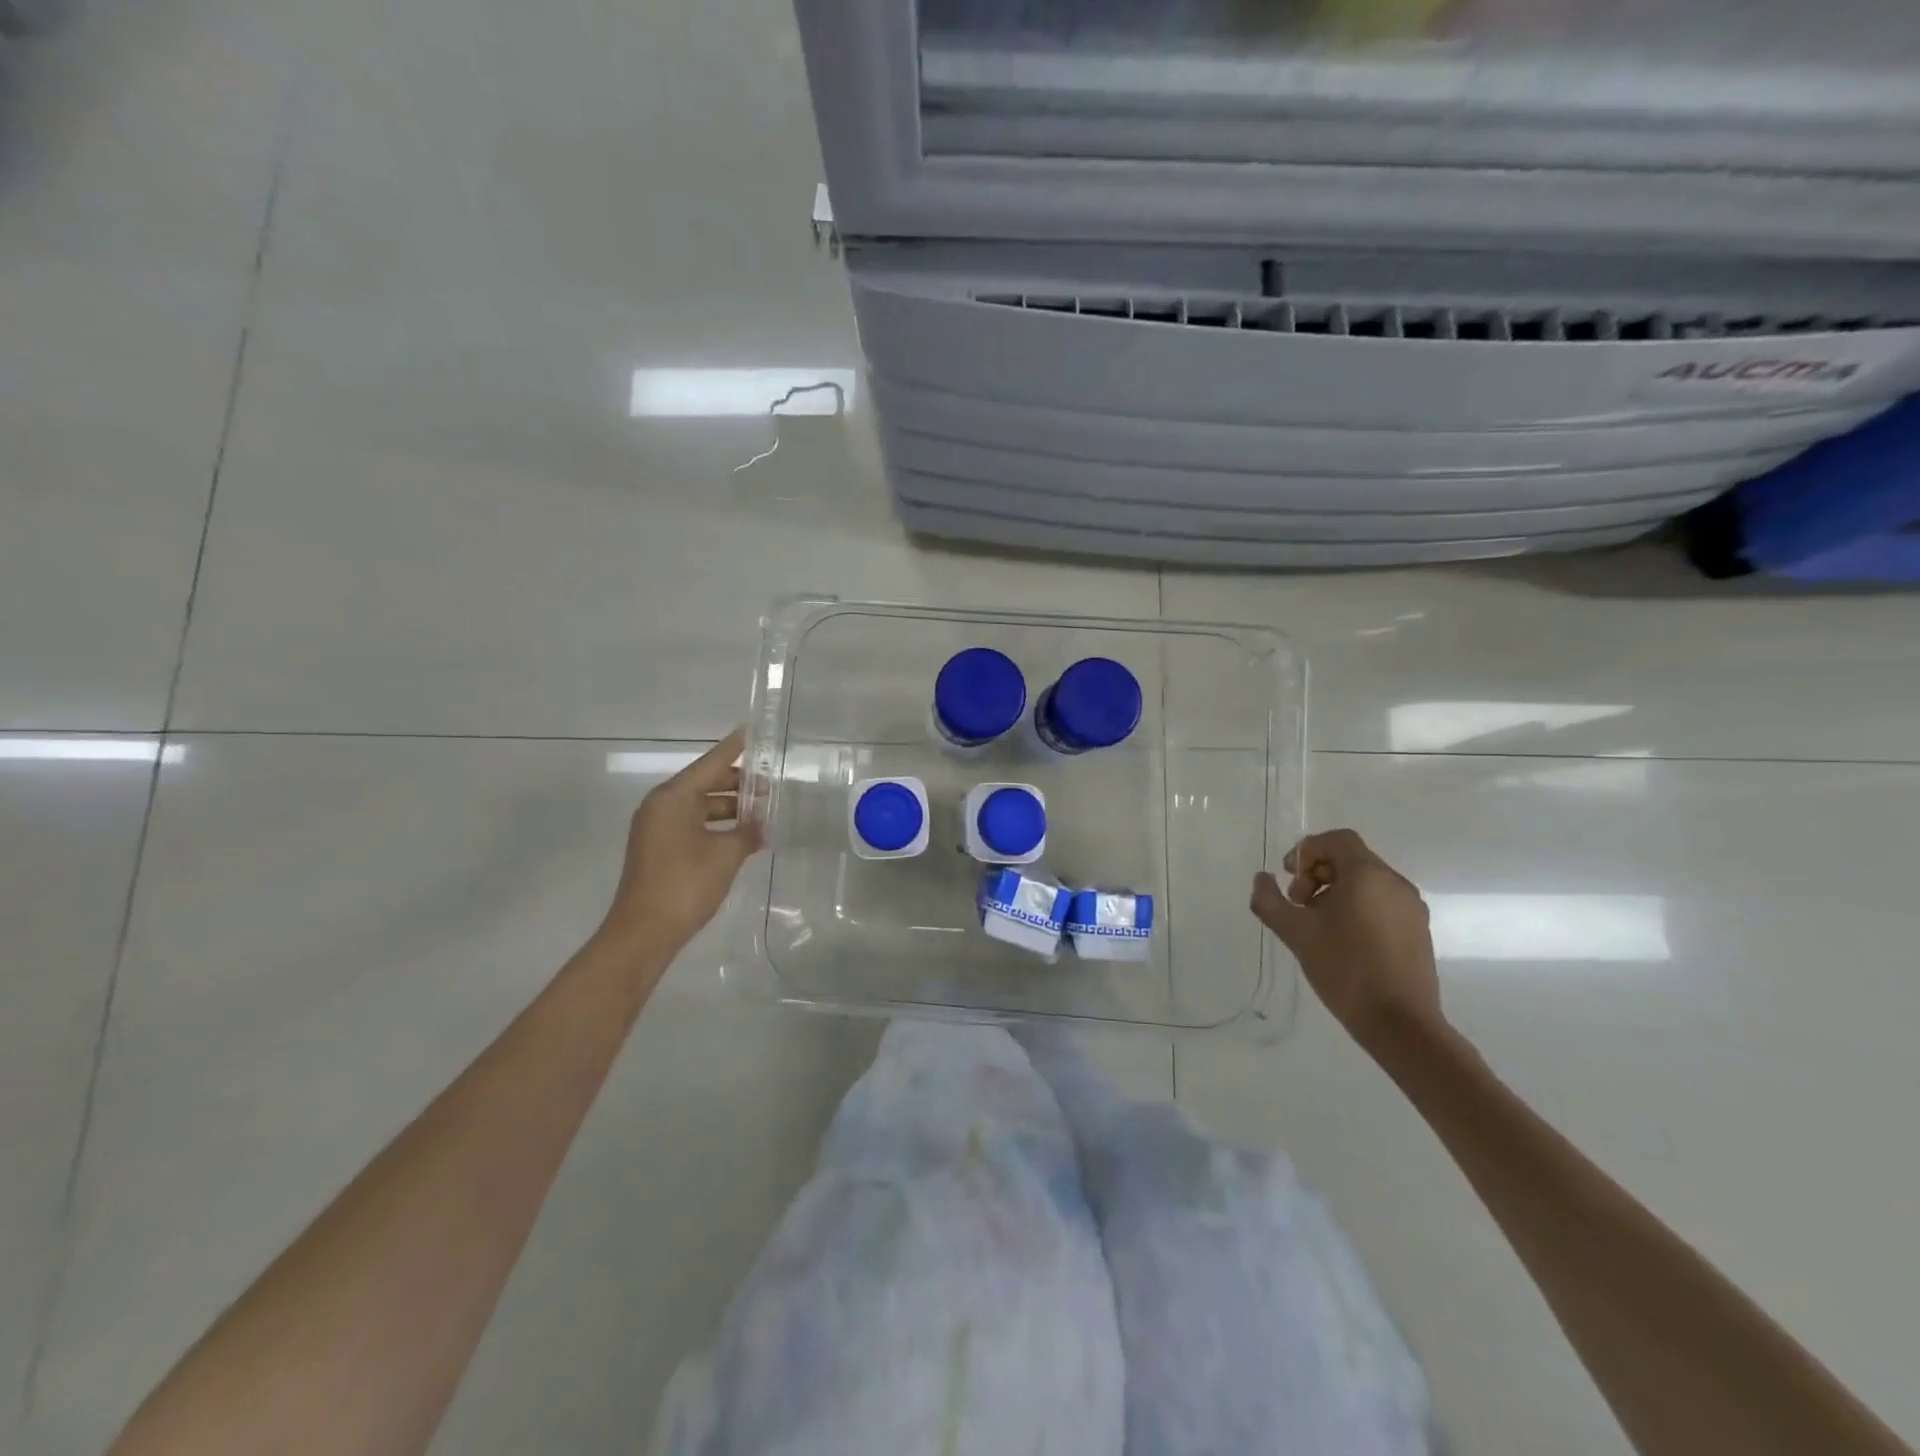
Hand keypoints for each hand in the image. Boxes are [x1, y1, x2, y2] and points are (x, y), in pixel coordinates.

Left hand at [599, 727, 763, 958]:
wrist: (645, 932)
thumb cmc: (686, 884)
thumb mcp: (726, 855)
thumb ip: (748, 832)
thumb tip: (761, 825)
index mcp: (673, 798)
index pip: (710, 763)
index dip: (733, 749)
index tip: (749, 731)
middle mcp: (661, 806)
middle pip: (705, 784)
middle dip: (738, 785)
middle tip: (770, 786)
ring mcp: (657, 829)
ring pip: (700, 807)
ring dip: (730, 809)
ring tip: (763, 813)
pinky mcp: (659, 849)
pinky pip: (693, 825)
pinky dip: (717, 826)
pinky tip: (742, 836)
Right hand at [1249, 829, 1443, 1053]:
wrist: (1400, 1022)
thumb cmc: (1344, 968)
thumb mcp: (1295, 932)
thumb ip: (1269, 900)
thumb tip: (1262, 879)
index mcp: (1367, 874)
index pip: (1336, 839)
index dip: (1307, 851)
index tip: (1290, 879)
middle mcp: (1394, 882)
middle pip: (1350, 858)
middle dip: (1317, 873)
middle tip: (1299, 905)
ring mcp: (1411, 907)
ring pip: (1366, 881)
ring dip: (1336, 891)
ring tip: (1318, 925)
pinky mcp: (1418, 930)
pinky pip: (1382, 902)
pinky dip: (1358, 907)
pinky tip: (1343, 940)